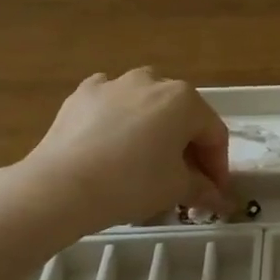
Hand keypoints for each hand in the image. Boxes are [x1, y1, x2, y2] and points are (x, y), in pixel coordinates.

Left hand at [0, 69, 231, 236]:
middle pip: (182, 117)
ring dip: (154, 130)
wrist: (61, 186)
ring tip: (146, 162)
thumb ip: (202, 188)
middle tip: (184, 181)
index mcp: (185, 100)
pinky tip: (112, 143)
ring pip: (146, 105)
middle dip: (187, 148)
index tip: (214, 192)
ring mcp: (115, 83)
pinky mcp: (83, 93)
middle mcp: (154, 81)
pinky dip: (118, 119)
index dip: (218, 166)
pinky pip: (111, 104)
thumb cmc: (131, 183)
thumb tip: (219, 198)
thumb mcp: (175, 189)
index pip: (214, 134)